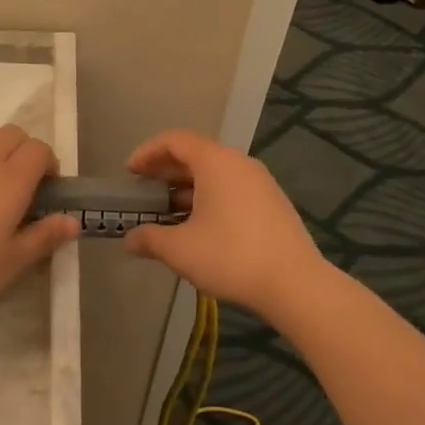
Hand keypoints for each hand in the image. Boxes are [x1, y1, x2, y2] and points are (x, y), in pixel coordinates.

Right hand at [122, 128, 326, 319]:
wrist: (295, 283)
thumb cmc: (231, 256)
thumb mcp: (180, 250)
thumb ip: (150, 239)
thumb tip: (130, 240)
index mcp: (215, 162)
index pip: (174, 140)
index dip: (147, 152)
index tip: (130, 172)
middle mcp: (239, 162)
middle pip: (195, 154)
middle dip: (165, 172)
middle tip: (144, 192)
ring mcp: (260, 181)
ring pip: (214, 174)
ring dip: (186, 188)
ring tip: (167, 214)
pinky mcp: (272, 202)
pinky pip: (231, 188)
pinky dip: (208, 198)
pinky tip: (198, 227)